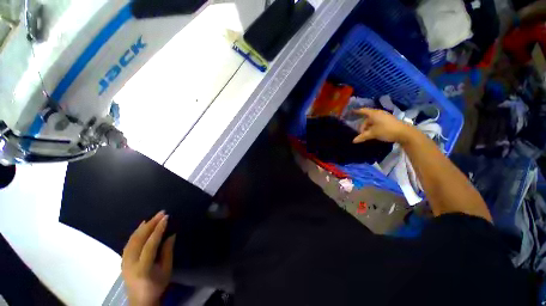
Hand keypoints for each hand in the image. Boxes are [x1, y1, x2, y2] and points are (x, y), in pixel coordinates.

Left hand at [122, 211, 175, 305]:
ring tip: (153, 217)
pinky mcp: (122, 260)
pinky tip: (141, 226)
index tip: (166, 218)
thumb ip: (168, 251)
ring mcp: (124, 261)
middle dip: (151, 224)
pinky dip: (136, 232)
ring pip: (132, 239)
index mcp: (143, 267)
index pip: (150, 244)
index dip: (158, 230)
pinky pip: (129, 242)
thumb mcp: (166, 270)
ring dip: (143, 226)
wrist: (140, 300)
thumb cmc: (156, 285)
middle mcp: (130, 263)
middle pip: (139, 239)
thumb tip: (171, 234)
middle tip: (161, 213)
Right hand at [352, 108, 413, 143]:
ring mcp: (384, 116)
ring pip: (372, 121)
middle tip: (361, 133)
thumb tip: (353, 141)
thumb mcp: (373, 134)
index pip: (363, 111)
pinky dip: (373, 127)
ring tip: (368, 134)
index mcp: (374, 114)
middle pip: (367, 118)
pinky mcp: (389, 121)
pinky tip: (374, 133)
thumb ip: (362, 136)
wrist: (404, 133)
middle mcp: (379, 113)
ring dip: (368, 127)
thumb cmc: (386, 130)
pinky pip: (377, 122)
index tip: (351, 112)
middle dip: (363, 125)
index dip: (357, 111)